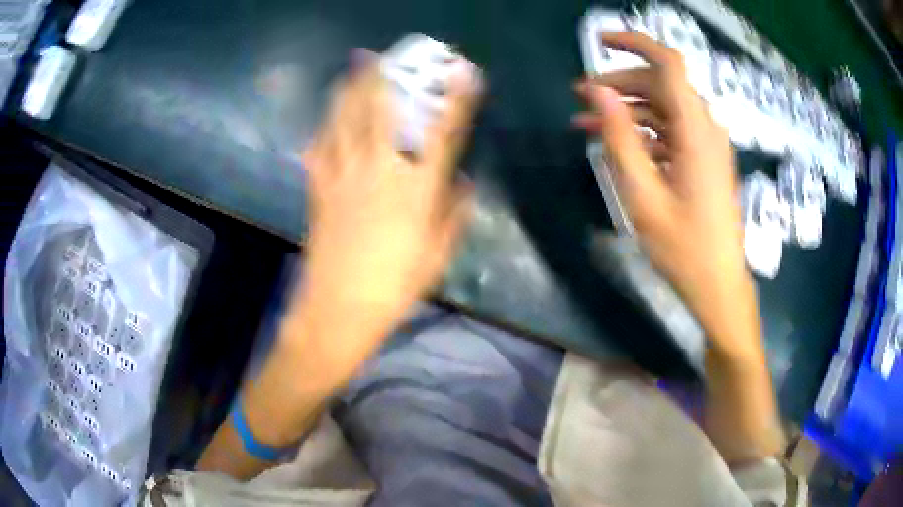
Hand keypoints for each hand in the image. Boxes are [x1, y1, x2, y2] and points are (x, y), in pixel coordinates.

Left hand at [295, 57, 479, 374]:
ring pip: (343, 123)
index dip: (455, 100)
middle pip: (380, 113)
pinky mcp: (319, 190)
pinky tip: (323, 123)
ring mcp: (344, 178)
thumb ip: (455, 214)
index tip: (463, 73)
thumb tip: (466, 183)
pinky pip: (318, 151)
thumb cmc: (395, 286)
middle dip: (383, 79)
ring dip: (348, 93)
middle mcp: (380, 173)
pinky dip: (322, 132)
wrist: (339, 308)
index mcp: (416, 190)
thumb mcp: (438, 255)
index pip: (442, 134)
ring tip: (350, 71)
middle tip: (381, 55)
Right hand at [574, 32, 758, 358]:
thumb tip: (597, 91)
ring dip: (628, 109)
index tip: (599, 41)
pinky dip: (643, 131)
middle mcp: (706, 129)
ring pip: (664, 108)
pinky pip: (671, 132)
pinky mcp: (703, 161)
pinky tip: (616, 143)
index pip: (669, 64)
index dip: (635, 43)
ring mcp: (706, 145)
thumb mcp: (643, 195)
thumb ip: (620, 137)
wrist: (718, 285)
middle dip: (620, 83)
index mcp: (696, 131)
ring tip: (587, 120)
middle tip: (580, 96)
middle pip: (662, 85)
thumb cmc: (683, 247)